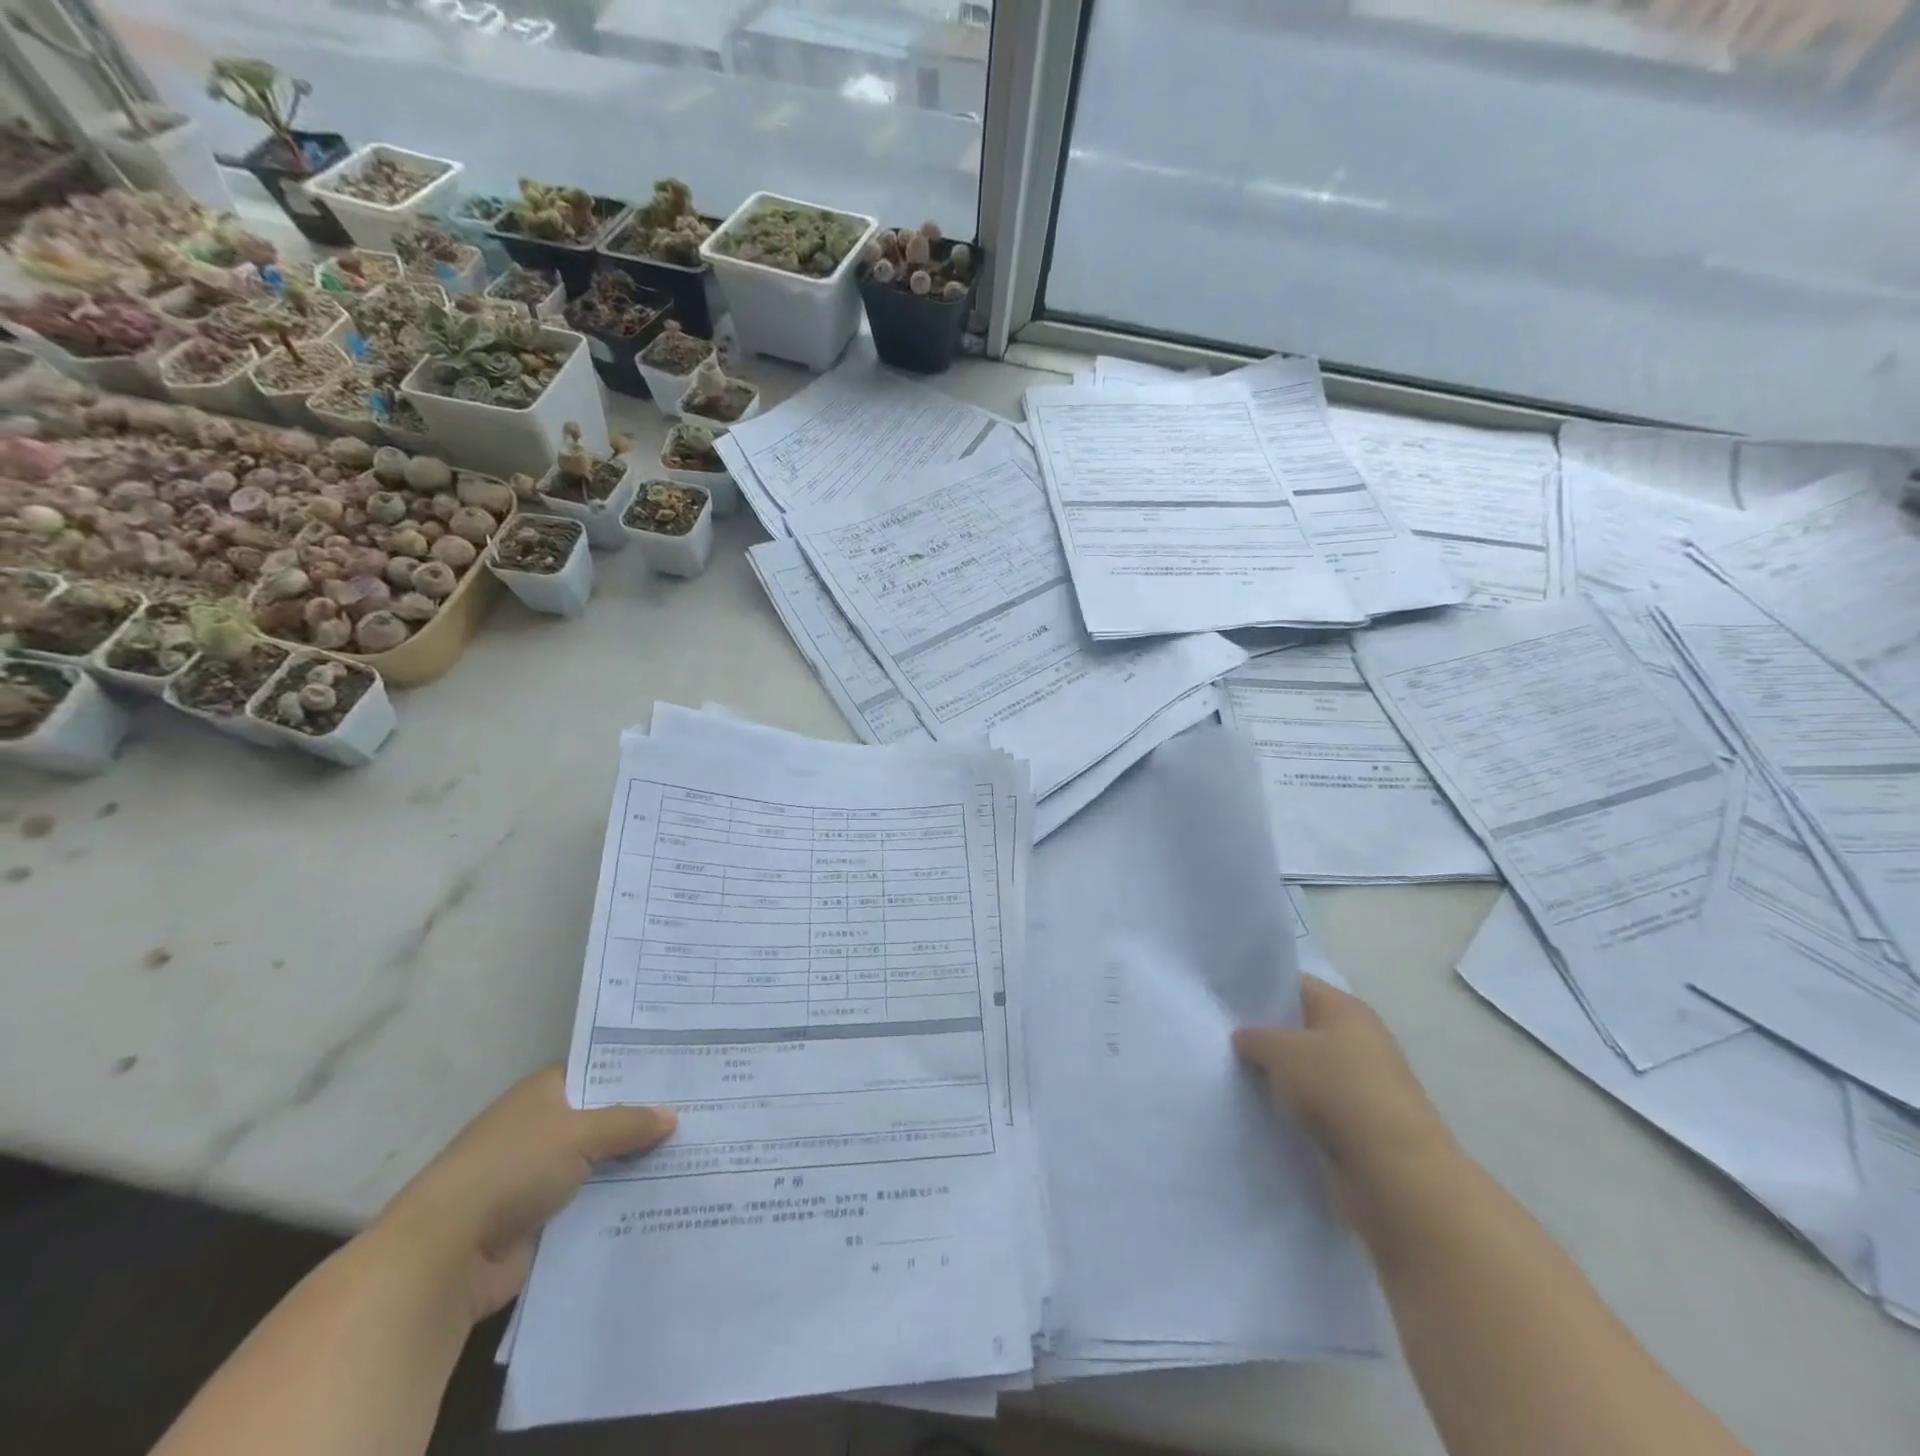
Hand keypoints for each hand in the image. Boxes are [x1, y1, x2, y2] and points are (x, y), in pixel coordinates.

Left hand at [373, 1066, 675, 1321]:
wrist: (444, 1258)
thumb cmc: (510, 1171)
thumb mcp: (578, 1134)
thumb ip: (628, 1123)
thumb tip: (672, 1116)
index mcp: (545, 1093)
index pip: (601, 1070)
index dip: (639, 1071)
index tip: (685, 1072)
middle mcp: (544, 1128)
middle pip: (606, 1119)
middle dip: (646, 1121)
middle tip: (705, 1113)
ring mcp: (542, 1176)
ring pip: (604, 1163)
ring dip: (637, 1166)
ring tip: (697, 1156)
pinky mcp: (544, 1221)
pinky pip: (594, 1204)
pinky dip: (621, 1203)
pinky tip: (666, 1199)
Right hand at [1234, 975, 1455, 1216]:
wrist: (1395, 1172)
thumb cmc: (1338, 1090)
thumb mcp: (1282, 1052)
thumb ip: (1256, 1037)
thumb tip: (1244, 1036)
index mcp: (1347, 1010)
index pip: (1297, 985)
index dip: (1263, 989)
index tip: (1227, 1000)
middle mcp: (1360, 1041)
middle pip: (1304, 1028)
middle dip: (1268, 1035)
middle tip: (1225, 1039)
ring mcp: (1364, 1085)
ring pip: (1310, 1070)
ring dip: (1281, 1076)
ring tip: (1238, 1077)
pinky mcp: (1363, 1125)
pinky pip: (1318, 1106)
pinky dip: (1296, 1108)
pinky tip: (1266, 1112)